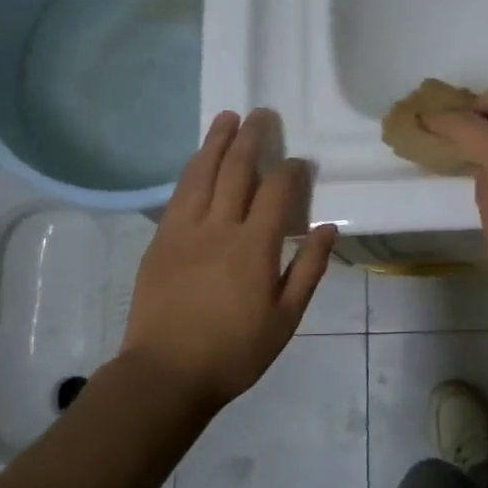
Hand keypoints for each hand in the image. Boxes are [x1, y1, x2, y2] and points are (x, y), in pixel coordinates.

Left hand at [119, 109, 336, 412]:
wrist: (166, 373)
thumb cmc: (235, 351)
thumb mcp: (286, 319)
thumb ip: (308, 269)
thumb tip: (327, 227)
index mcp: (254, 247)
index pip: (277, 191)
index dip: (292, 170)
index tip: (301, 162)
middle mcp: (219, 227)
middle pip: (237, 170)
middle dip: (252, 138)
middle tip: (262, 114)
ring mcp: (184, 230)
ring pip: (202, 173)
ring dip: (216, 142)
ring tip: (227, 117)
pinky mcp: (160, 240)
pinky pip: (178, 193)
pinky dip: (192, 169)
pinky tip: (198, 159)